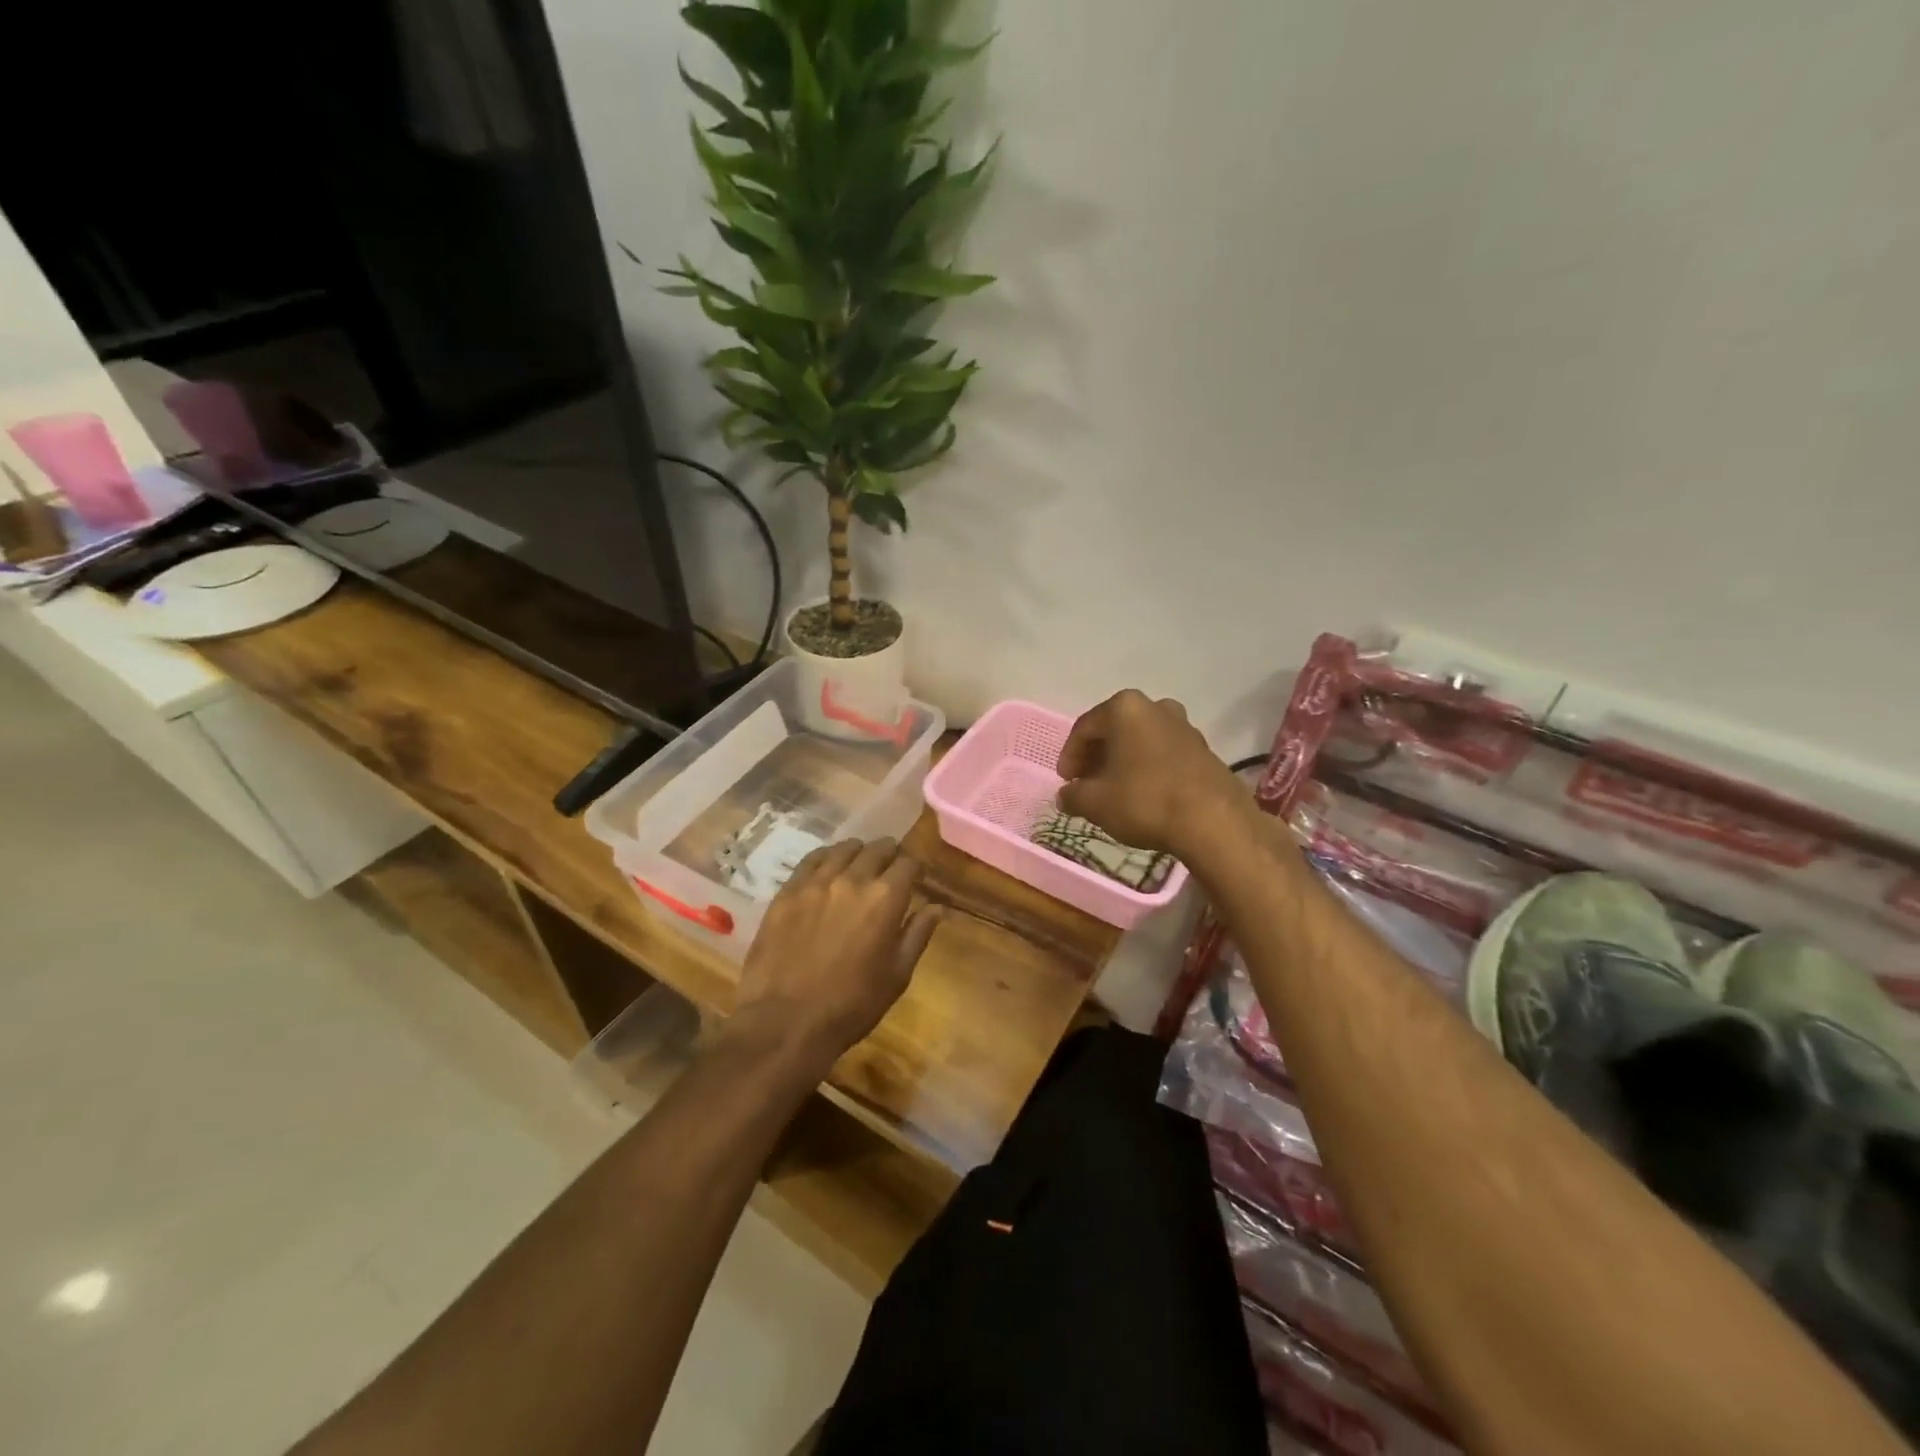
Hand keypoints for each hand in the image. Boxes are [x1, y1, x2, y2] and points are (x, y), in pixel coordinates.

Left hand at [729, 838, 939, 1075]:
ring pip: (844, 849)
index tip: (916, 879)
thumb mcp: (897, 976)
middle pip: (878, 848)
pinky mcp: (788, 891)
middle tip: (890, 872)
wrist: (785, 1023)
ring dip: (859, 854)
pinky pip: (812, 859)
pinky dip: (826, 858)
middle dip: (890, 856)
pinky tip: (827, 869)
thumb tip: (936, 907)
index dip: (916, 868)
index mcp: (886, 898)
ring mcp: (816, 882)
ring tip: (859, 868)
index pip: (909, 863)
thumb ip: (917, 935)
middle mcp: (853, 878)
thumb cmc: (851, 1005)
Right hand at [1056, 690, 1244, 857]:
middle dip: (1097, 757)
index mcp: (1125, 708)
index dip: (1069, 756)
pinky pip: (1163, 753)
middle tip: (1086, 784)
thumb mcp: (1095, 802)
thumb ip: (1073, 795)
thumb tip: (1066, 796)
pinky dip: (1147, 768)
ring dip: (1123, 762)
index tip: (1066, 782)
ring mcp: (1184, 726)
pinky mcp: (1204, 749)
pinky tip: (1143, 794)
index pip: (1084, 728)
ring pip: (1140, 740)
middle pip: (1114, 730)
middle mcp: (1155, 707)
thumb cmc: (1145, 801)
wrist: (1214, 821)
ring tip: (1114, 791)